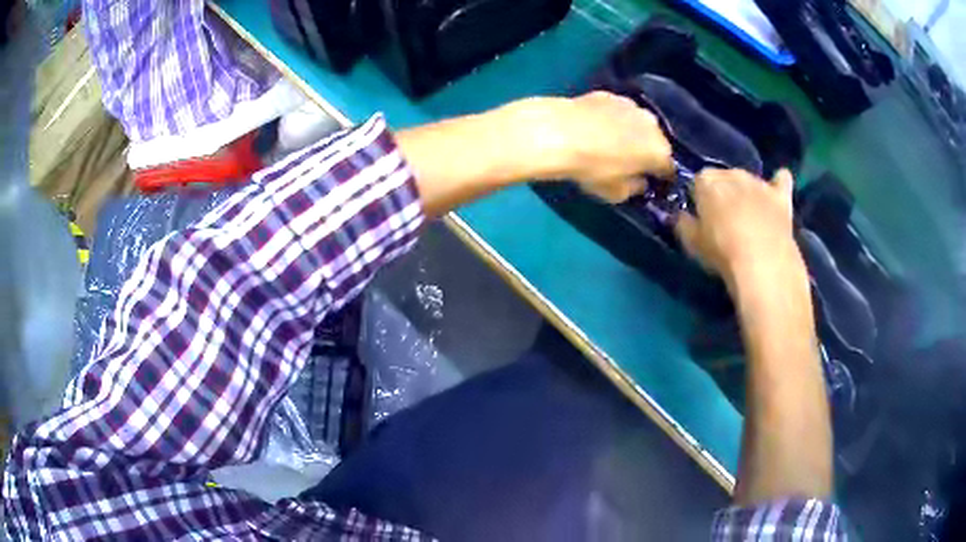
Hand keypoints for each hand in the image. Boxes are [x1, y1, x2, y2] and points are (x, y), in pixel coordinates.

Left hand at [516, 92, 674, 202]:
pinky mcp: (609, 94)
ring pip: (638, 123)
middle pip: (656, 141)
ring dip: (632, 132)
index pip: (668, 169)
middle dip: (647, 151)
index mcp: (660, 152)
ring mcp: (631, 105)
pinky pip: (618, 110)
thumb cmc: (592, 168)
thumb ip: (636, 188)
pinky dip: (612, 118)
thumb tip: (641, 182)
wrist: (559, 132)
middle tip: (630, 161)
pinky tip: (596, 125)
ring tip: (613, 141)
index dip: (660, 178)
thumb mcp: (616, 193)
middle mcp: (652, 124)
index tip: (650, 182)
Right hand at [675, 168, 803, 290]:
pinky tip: (778, 189)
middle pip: (724, 177)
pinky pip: (782, 179)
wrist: (763, 263)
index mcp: (706, 181)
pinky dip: (779, 182)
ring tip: (749, 216)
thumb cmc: (722, 252)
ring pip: (749, 180)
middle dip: (724, 192)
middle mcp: (732, 173)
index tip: (701, 216)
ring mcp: (759, 182)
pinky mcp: (781, 196)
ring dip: (747, 192)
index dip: (699, 198)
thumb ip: (683, 225)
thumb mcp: (692, 244)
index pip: (697, 181)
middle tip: (724, 219)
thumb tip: (681, 216)